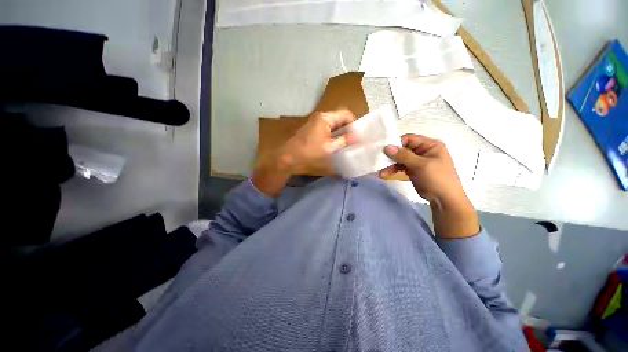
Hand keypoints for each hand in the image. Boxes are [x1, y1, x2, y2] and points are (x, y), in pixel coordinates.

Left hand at [252, 109, 354, 197]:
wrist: (289, 155)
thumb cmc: (310, 152)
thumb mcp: (329, 148)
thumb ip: (344, 141)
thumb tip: (357, 137)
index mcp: (325, 118)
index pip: (345, 114)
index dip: (353, 123)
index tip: (357, 135)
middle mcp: (321, 116)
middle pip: (339, 117)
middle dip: (347, 128)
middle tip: (353, 140)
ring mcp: (315, 121)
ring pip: (333, 123)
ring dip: (340, 131)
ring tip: (346, 142)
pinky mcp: (312, 127)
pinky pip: (327, 127)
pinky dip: (333, 133)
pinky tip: (335, 143)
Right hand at [380, 134, 478, 238]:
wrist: (444, 200)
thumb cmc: (437, 179)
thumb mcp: (421, 165)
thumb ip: (403, 155)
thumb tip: (387, 147)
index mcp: (430, 145)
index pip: (410, 139)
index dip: (397, 143)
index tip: (384, 150)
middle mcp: (423, 151)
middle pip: (403, 149)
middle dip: (391, 155)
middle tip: (379, 160)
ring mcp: (417, 161)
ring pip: (400, 159)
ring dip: (390, 164)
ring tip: (381, 171)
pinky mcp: (413, 170)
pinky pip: (400, 167)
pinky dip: (393, 170)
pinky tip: (384, 175)